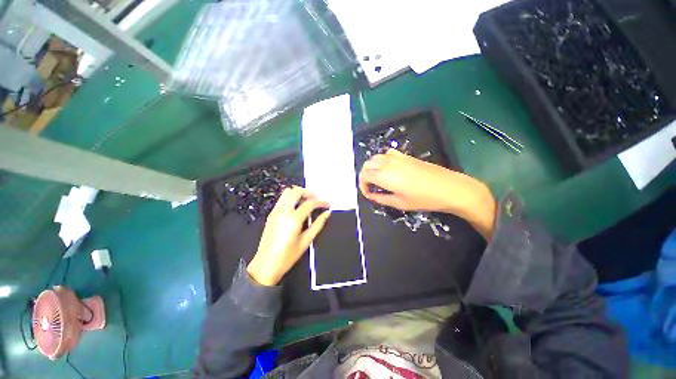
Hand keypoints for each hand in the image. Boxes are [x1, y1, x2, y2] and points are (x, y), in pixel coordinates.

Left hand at [247, 187, 330, 285]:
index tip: (327, 204)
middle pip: (296, 191)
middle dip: (309, 192)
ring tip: (307, 201)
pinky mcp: (271, 215)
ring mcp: (275, 212)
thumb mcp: (306, 241)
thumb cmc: (287, 256)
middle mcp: (283, 211)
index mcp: (293, 219)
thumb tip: (327, 213)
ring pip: (287, 192)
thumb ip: (318, 225)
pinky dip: (291, 198)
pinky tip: (297, 207)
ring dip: (298, 193)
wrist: (266, 266)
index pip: (310, 203)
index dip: (321, 202)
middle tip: (317, 199)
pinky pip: (281, 199)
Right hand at [359, 149, 496, 238]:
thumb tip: (371, 196)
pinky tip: (389, 169)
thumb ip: (381, 199)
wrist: (447, 187)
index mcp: (383, 176)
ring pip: (375, 158)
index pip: (363, 176)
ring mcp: (396, 157)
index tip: (369, 194)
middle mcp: (386, 163)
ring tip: (378, 179)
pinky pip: (386, 154)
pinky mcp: (404, 155)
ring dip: (372, 168)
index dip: (363, 186)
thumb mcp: (399, 203)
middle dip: (365, 176)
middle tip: (371, 187)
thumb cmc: (422, 198)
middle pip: (366, 165)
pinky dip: (382, 160)